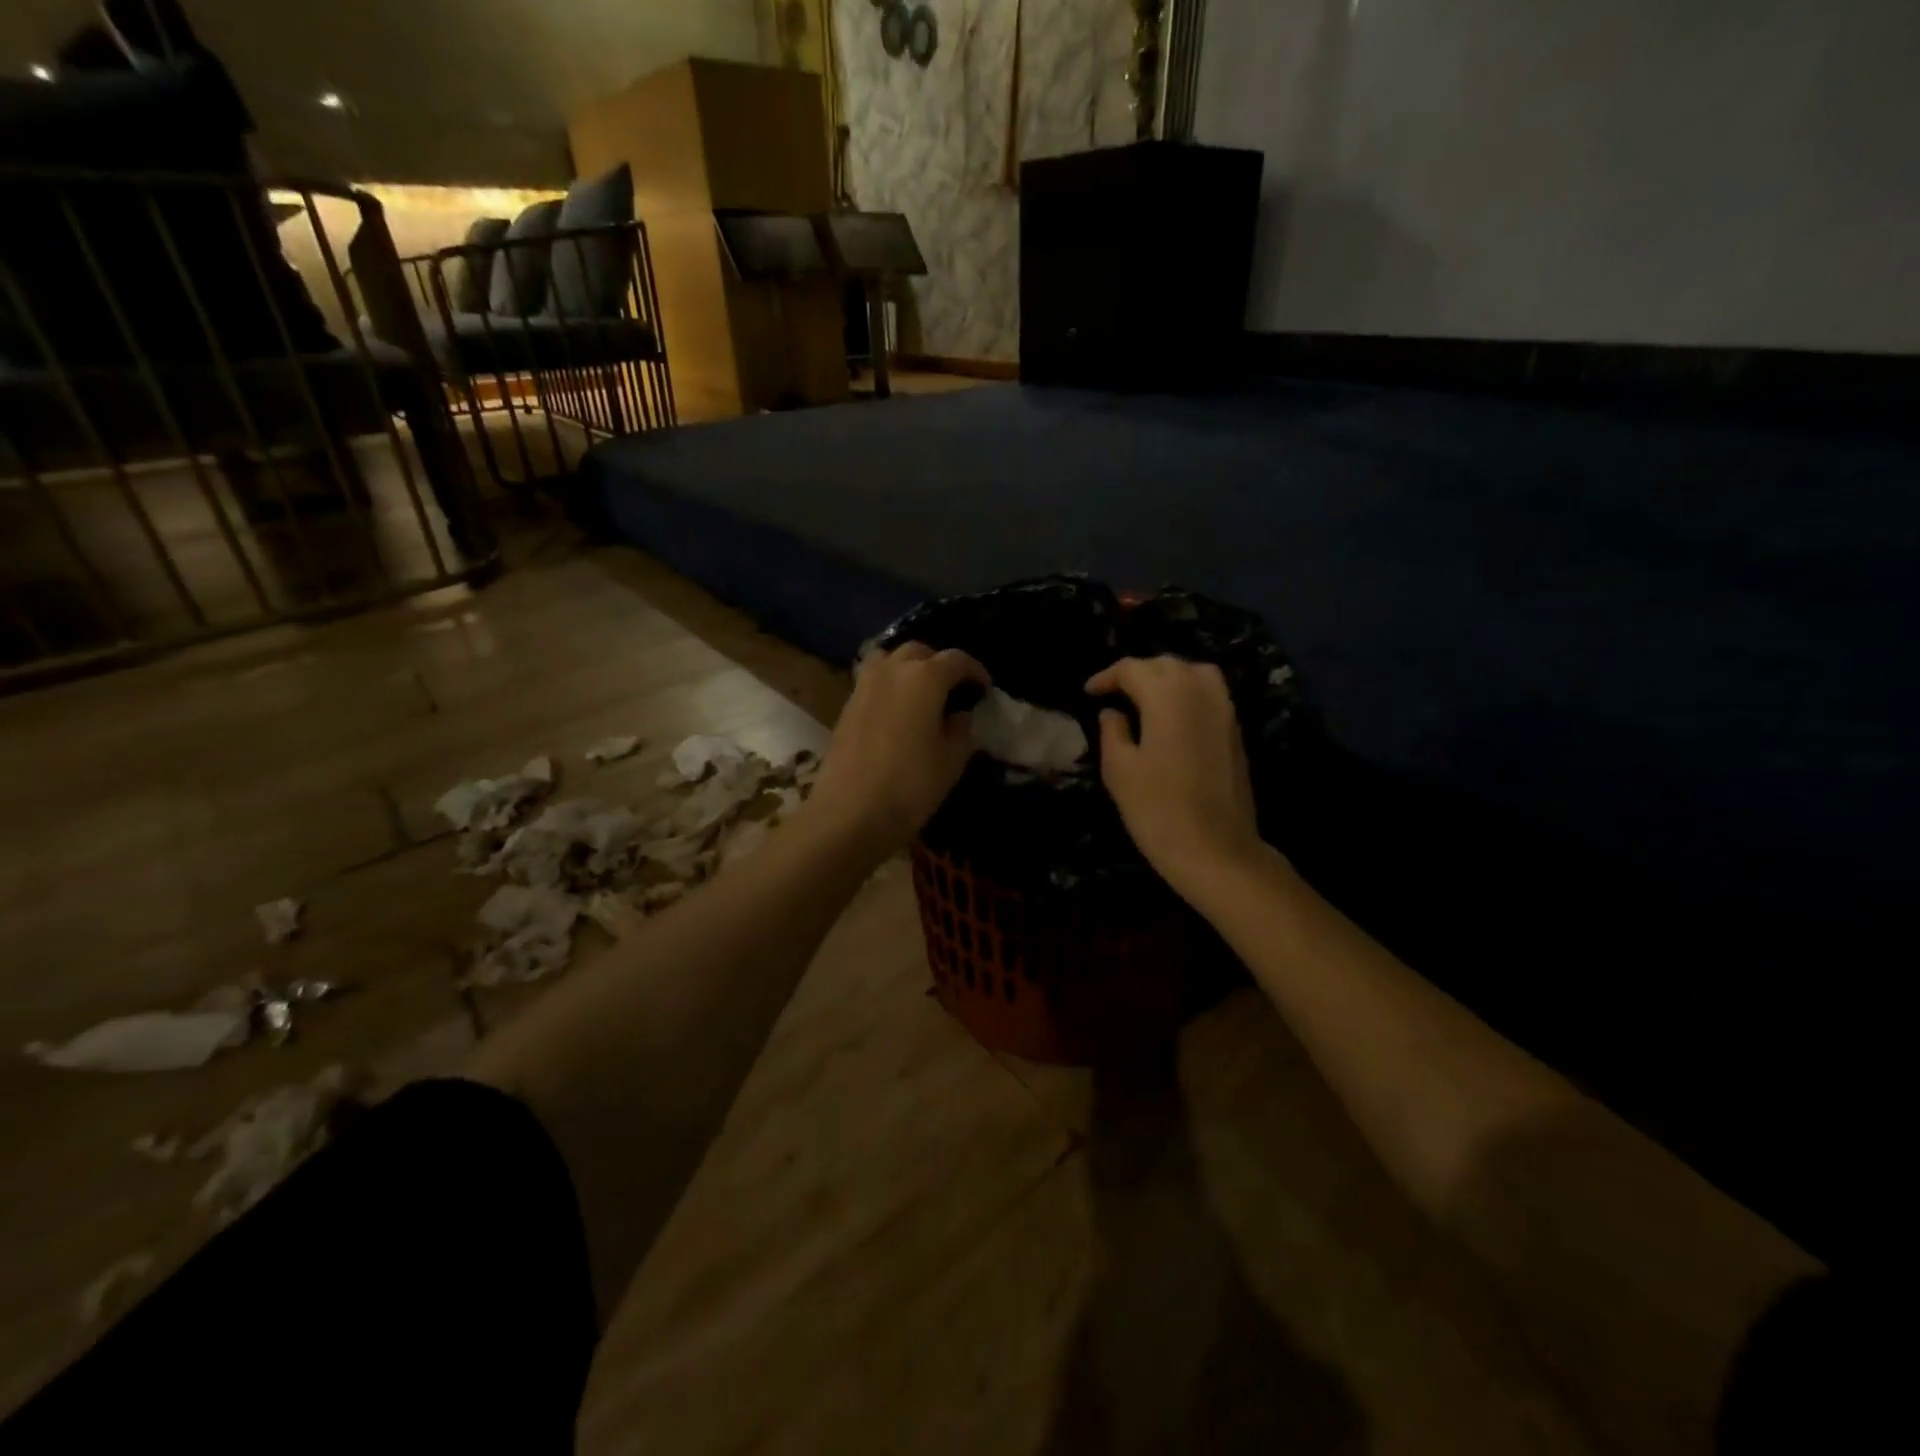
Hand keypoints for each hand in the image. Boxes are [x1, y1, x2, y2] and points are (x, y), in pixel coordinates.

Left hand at [807, 643, 989, 859]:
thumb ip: (962, 729)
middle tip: (952, 689)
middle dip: (939, 664)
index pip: (956, 660)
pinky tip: (898, 712)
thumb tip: (960, 714)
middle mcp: (892, 670)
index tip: (984, 689)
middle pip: (919, 651)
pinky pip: (873, 681)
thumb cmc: (911, 785)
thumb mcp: (952, 760)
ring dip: (908, 668)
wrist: (850, 812)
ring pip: (889, 660)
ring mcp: (864, 685)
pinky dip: (889, 685)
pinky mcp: (847, 705)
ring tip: (921, 694)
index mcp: (924, 677)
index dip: (975, 671)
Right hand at [1086, 657, 1268, 903]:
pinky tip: (1172, 715)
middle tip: (1113, 693)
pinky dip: (1188, 691)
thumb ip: (1112, 731)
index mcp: (1167, 695)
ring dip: (1167, 677)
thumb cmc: (1157, 809)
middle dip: (1137, 672)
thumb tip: (1112, 712)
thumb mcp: (1119, 769)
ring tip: (1145, 698)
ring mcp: (1224, 709)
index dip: (1107, 677)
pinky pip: (1210, 692)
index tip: (1089, 693)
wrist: (1216, 849)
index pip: (1132, 669)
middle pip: (1166, 664)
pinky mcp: (1236, 730)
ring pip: (1194, 672)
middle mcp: (1200, 691)